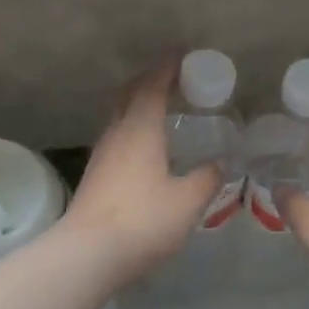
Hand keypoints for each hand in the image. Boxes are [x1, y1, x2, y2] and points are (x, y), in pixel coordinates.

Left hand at [63, 61, 219, 286]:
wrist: (87, 254)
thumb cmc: (143, 220)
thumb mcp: (188, 201)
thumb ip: (207, 178)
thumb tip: (221, 163)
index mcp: (140, 130)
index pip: (152, 86)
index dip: (166, 67)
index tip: (180, 53)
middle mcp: (117, 135)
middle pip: (129, 95)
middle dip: (149, 81)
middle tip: (172, 78)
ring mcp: (102, 156)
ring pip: (120, 118)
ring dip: (139, 106)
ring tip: (162, 110)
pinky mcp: (95, 177)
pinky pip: (118, 139)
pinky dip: (134, 130)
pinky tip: (147, 149)